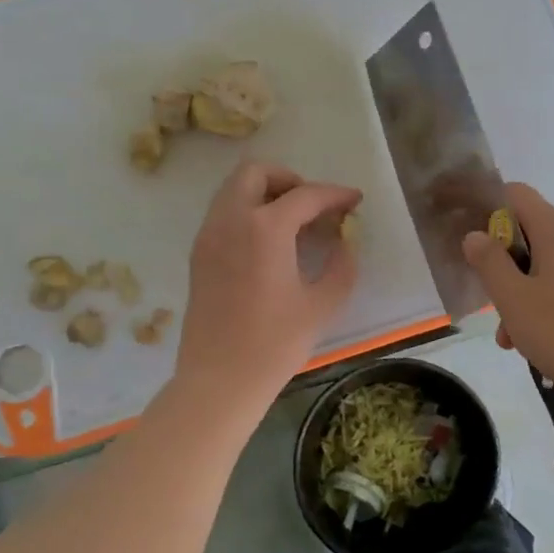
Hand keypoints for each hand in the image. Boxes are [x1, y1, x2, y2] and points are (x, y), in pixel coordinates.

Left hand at [176, 160, 361, 407]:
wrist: (219, 380)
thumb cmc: (274, 344)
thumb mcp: (322, 305)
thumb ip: (341, 265)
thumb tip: (344, 242)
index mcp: (264, 228)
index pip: (305, 195)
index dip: (335, 194)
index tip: (355, 200)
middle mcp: (230, 220)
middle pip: (255, 172)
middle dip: (290, 179)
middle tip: (314, 206)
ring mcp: (209, 236)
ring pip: (234, 190)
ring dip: (265, 194)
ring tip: (294, 224)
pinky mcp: (198, 255)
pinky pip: (223, 214)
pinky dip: (248, 213)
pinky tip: (270, 245)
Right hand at [461, 182, 553, 399]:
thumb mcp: (511, 297)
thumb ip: (488, 261)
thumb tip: (475, 236)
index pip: (517, 194)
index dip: (489, 209)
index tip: (474, 242)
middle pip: (530, 233)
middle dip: (504, 265)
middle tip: (490, 303)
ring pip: (546, 264)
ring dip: (521, 293)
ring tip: (510, 338)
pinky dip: (545, 302)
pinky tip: (535, 340)